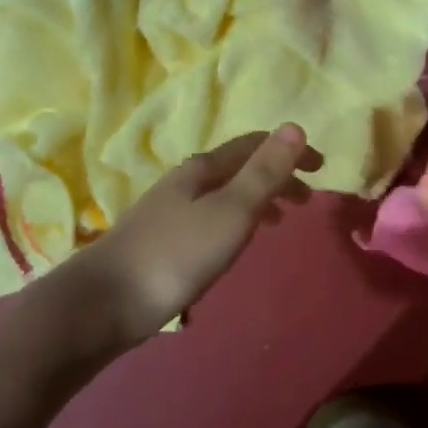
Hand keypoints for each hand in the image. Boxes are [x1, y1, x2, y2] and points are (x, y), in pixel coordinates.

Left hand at [73, 124, 321, 341]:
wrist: (105, 301)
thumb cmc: (177, 254)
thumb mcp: (231, 212)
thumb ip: (264, 172)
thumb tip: (294, 127)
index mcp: (203, 169)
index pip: (254, 146)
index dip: (290, 153)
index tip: (322, 169)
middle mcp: (185, 181)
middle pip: (239, 168)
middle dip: (276, 177)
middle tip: (307, 202)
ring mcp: (169, 210)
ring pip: (224, 194)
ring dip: (257, 200)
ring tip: (280, 222)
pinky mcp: (160, 239)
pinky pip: (210, 217)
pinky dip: (235, 220)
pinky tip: (233, 243)